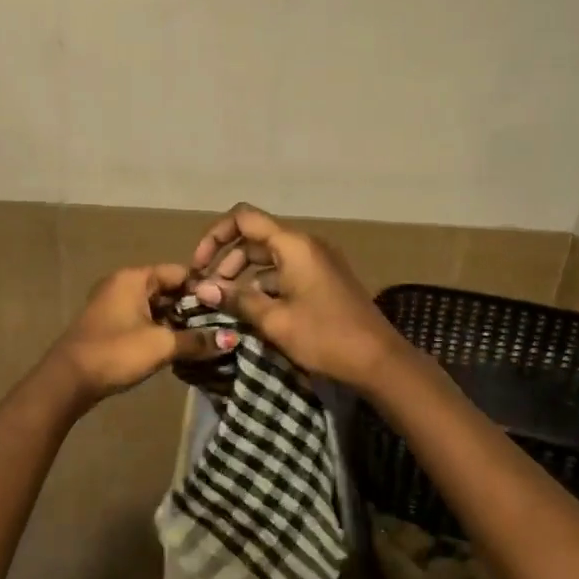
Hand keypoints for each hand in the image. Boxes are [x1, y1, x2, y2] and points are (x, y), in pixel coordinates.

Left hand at [49, 263, 237, 407]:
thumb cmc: (116, 352)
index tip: (227, 308)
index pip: (179, 273)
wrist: (69, 380)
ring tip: (204, 340)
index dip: (204, 289)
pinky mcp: (109, 325)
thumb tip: (232, 339)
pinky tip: (178, 348)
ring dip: (177, 322)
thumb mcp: (161, 345)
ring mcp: (113, 304)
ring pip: (155, 307)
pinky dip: (160, 330)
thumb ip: (197, 340)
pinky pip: (142, 320)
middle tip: (220, 327)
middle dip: (192, 308)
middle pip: (167, 289)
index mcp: (134, 278)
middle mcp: (123, 284)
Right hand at [189, 205, 407, 388]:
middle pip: (255, 237)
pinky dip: (264, 283)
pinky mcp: (323, 279)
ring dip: (243, 273)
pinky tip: (251, 308)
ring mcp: (317, 261)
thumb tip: (202, 288)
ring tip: (225, 301)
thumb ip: (236, 299)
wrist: (379, 360)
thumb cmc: (325, 336)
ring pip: (269, 256)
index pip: (244, 218)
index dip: (215, 236)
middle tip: (209, 289)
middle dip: (227, 259)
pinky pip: (285, 271)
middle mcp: (305, 244)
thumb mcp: (274, 320)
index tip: (199, 265)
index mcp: (293, 245)